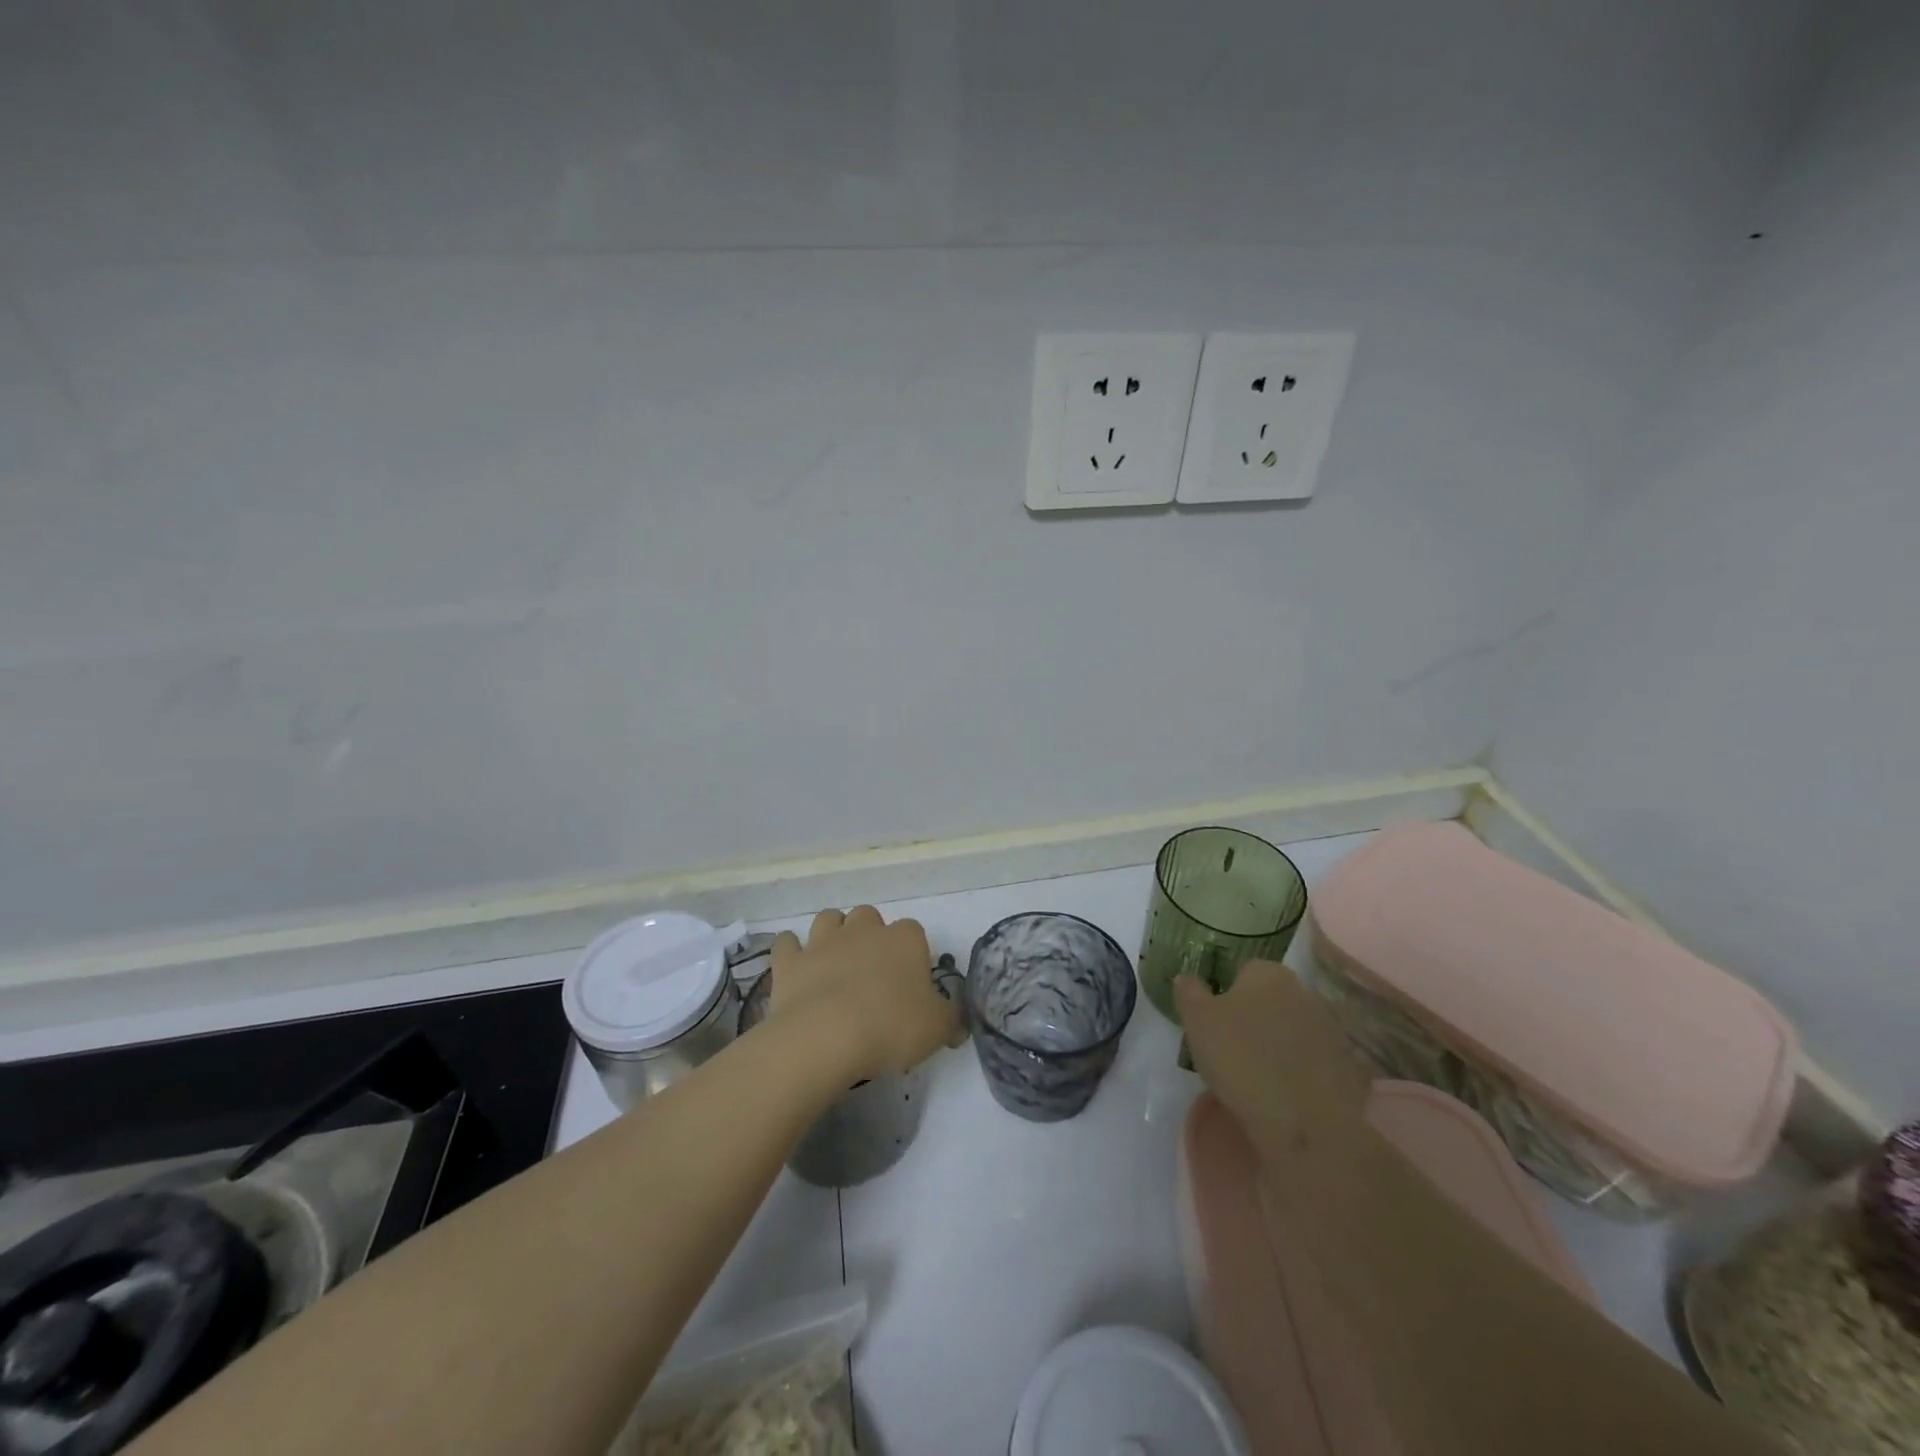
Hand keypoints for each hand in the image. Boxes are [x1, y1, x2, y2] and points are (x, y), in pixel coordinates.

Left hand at [769, 907, 961, 1083]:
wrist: (826, 1036)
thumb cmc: (891, 1027)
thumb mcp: (937, 1029)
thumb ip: (951, 1019)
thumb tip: (957, 1022)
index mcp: (904, 940)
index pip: (914, 932)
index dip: (912, 955)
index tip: (911, 983)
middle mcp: (864, 930)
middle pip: (869, 916)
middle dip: (870, 935)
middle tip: (872, 971)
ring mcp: (823, 942)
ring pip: (829, 919)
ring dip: (833, 933)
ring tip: (836, 962)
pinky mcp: (790, 962)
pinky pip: (787, 944)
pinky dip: (791, 951)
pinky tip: (796, 968)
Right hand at [1175, 960, 1370, 1149]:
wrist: (1303, 1124)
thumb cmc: (1241, 1060)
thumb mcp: (1197, 1021)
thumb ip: (1189, 991)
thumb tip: (1187, 978)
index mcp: (1268, 974)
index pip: (1242, 971)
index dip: (1225, 995)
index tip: (1214, 1023)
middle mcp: (1305, 993)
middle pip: (1270, 1000)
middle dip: (1254, 1017)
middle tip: (1233, 1049)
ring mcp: (1332, 1031)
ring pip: (1294, 1030)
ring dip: (1280, 1044)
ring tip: (1259, 1077)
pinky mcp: (1350, 1068)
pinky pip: (1316, 1062)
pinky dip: (1303, 1072)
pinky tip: (1287, 1094)